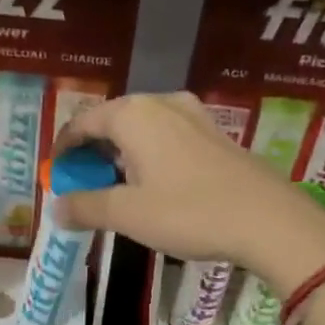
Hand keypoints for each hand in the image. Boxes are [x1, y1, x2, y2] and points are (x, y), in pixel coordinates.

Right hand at [53, 92, 324, 295]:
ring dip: (120, 154)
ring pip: (141, 129)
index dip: (63, 149)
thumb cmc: (189, 212)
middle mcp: (161, 104)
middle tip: (82, 184)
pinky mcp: (215, 134)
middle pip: (111, 121)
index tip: (56, 175)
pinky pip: (166, 137)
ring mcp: (193, 116)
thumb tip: (55, 208)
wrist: (269, 220)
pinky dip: (148, 155)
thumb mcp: (128, 214)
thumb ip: (86, 207)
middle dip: (91, 152)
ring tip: (114, 187)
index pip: (82, 122)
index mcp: (133, 114)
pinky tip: (153, 185)